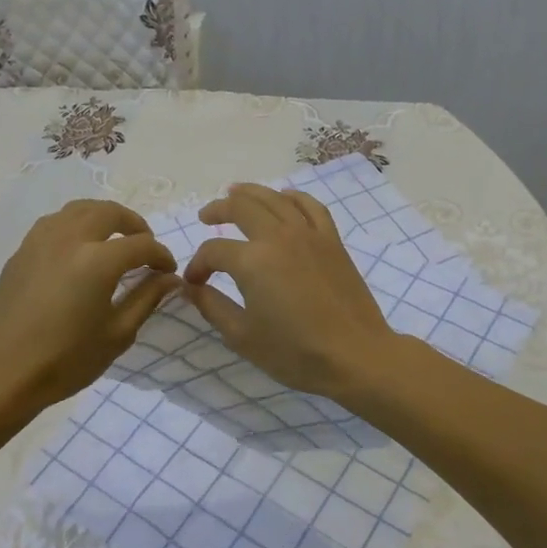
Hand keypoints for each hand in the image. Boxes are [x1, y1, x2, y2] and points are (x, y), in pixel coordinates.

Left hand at [0, 200, 178, 411]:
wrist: (4, 374)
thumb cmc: (67, 360)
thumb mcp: (118, 334)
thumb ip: (147, 298)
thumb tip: (170, 278)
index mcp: (97, 261)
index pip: (141, 245)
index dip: (161, 255)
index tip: (168, 271)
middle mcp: (69, 239)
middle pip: (109, 213)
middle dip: (134, 225)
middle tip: (144, 246)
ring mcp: (40, 241)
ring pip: (78, 210)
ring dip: (103, 217)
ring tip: (113, 239)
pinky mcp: (21, 251)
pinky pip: (54, 223)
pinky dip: (75, 225)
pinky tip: (79, 248)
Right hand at [182, 183, 401, 401]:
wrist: (355, 355)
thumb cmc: (295, 352)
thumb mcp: (242, 336)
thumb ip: (212, 307)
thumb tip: (191, 288)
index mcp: (252, 261)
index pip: (213, 251)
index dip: (198, 265)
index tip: (195, 282)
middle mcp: (278, 237)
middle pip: (241, 207)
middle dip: (217, 210)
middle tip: (205, 217)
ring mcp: (308, 234)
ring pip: (274, 198)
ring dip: (250, 192)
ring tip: (234, 193)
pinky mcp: (332, 240)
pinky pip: (310, 206)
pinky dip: (292, 197)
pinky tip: (284, 198)